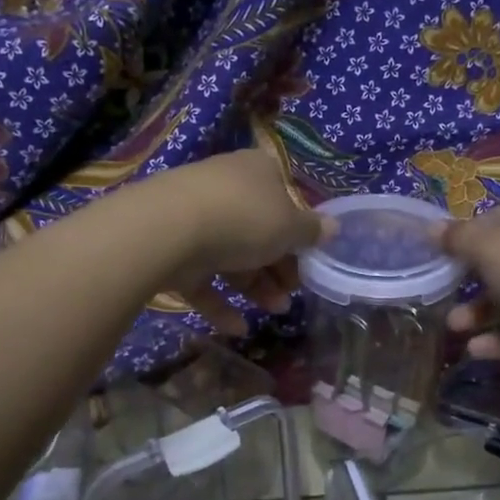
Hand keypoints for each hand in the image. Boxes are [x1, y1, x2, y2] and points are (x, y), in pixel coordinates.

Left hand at [155, 147, 329, 334]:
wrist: (167, 230)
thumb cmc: (243, 219)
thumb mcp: (290, 227)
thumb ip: (312, 231)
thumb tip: (333, 227)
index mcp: (257, 171)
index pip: (285, 197)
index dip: (299, 231)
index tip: (310, 260)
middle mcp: (225, 188)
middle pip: (258, 230)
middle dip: (278, 266)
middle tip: (293, 293)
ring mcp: (193, 218)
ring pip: (231, 255)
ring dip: (256, 286)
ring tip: (275, 310)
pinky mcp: (170, 248)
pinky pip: (202, 277)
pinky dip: (220, 303)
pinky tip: (238, 328)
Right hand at [441, 187, 499, 360]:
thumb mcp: (491, 250)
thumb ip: (459, 240)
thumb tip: (431, 227)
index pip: (499, 214)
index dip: (470, 236)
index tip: (448, 260)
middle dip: (472, 282)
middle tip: (446, 296)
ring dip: (484, 312)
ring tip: (454, 329)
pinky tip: (477, 351)